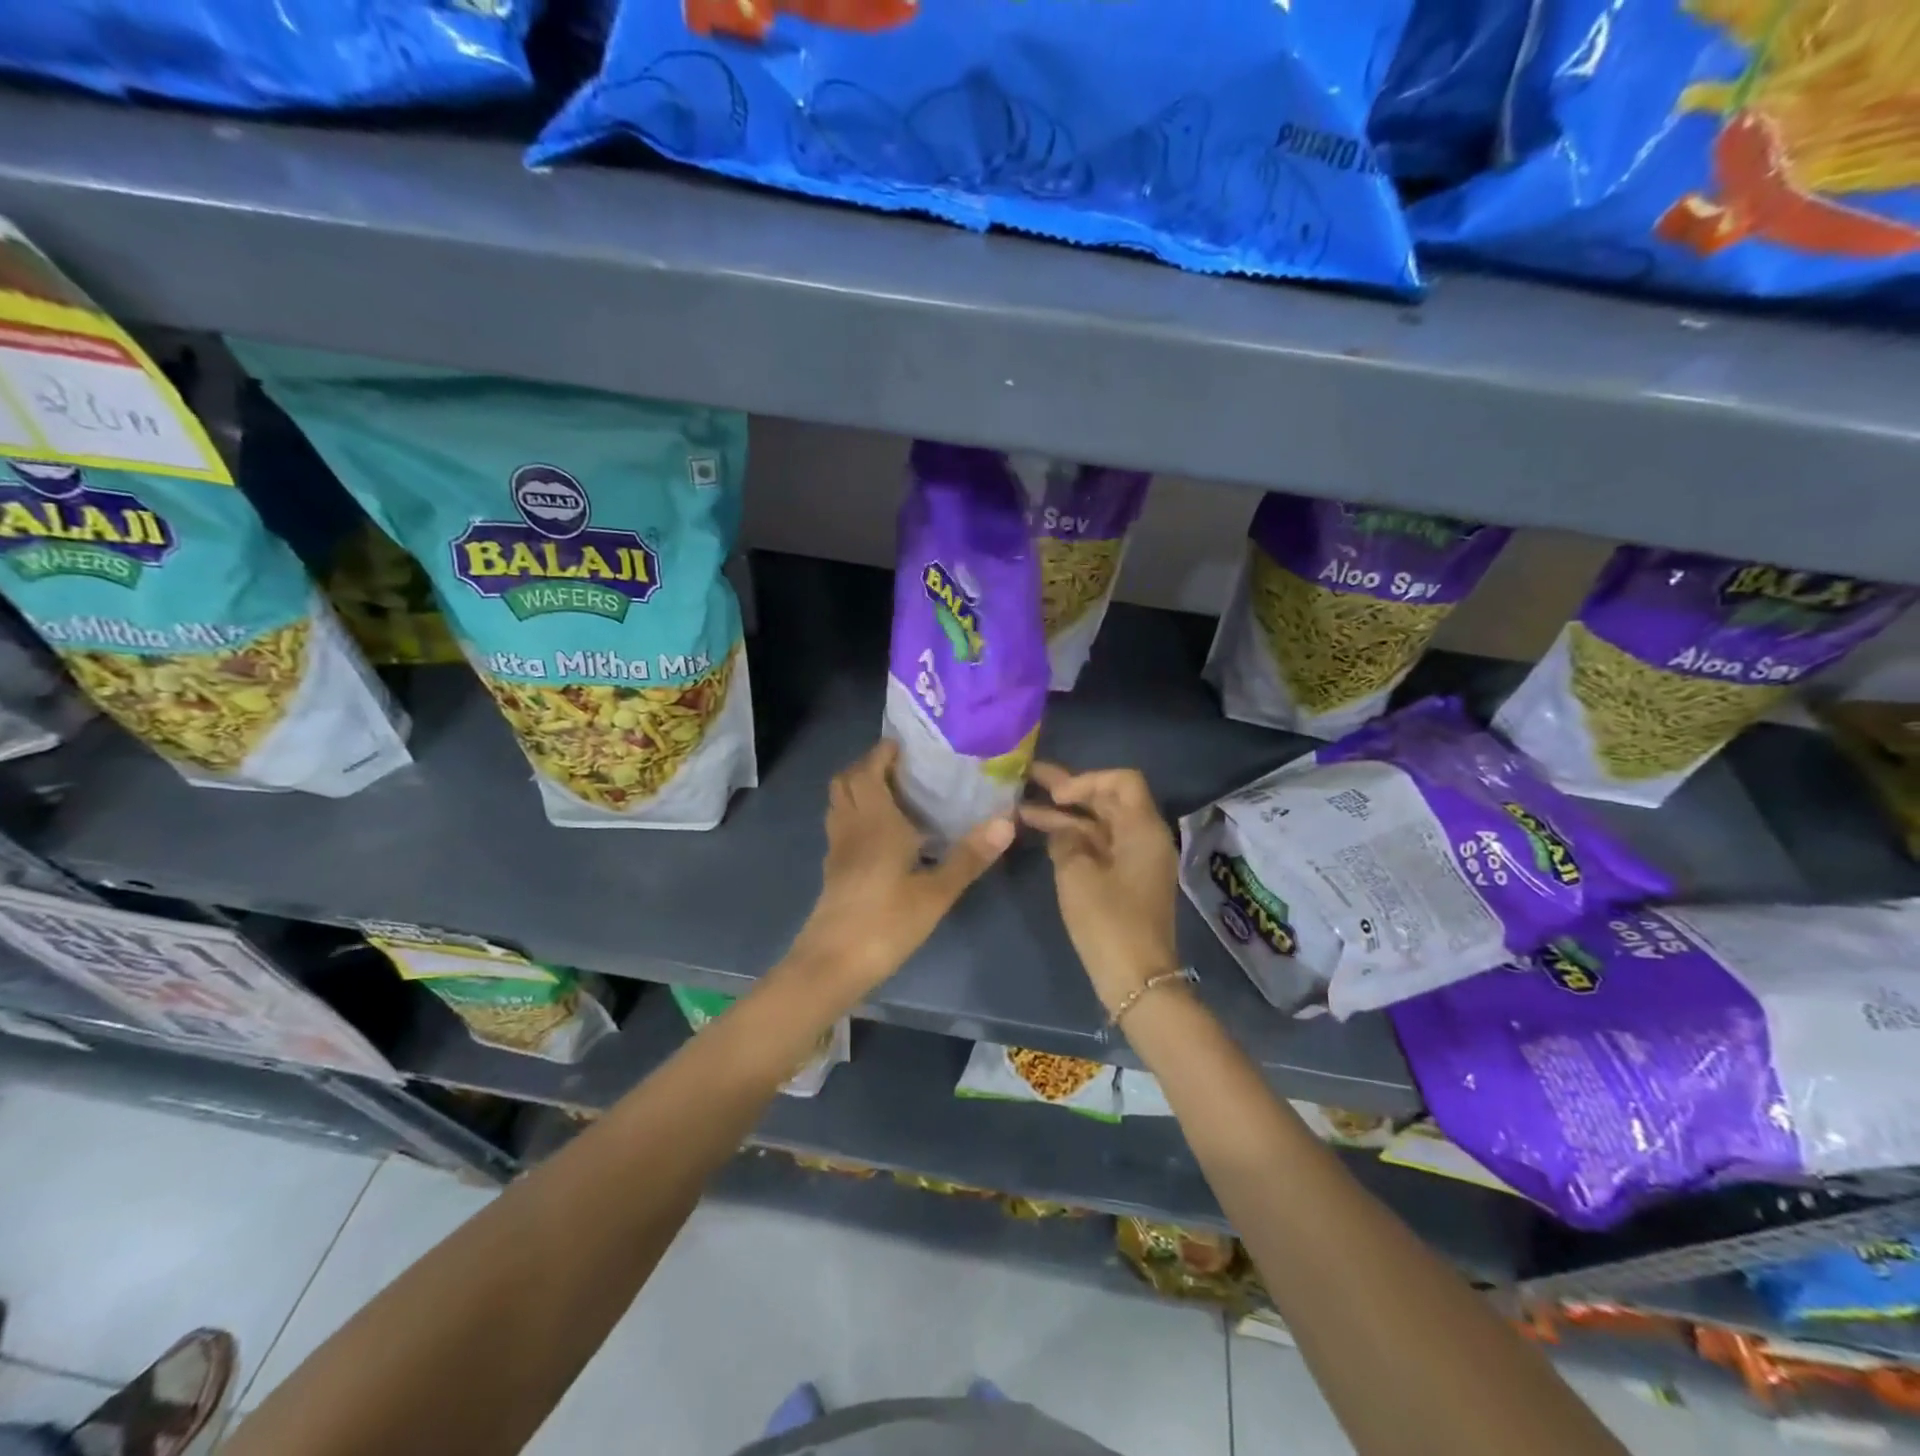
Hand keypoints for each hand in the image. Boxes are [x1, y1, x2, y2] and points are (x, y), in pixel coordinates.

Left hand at [788, 740, 1013, 993]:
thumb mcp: (935, 893)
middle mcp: (851, 826)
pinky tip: (883, 833)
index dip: (882, 752)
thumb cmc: (886, 923)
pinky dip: (857, 814)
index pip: (868, 770)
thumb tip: (1007, 821)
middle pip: (846, 780)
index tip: (906, 744)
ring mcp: (837, 848)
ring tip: (895, 793)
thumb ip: (969, 856)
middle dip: (868, 765)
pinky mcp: (833, 869)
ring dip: (859, 788)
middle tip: (902, 767)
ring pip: (840, 802)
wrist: (832, 964)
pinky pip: (841, 825)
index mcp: (874, 821)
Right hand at [1020, 762, 1181, 1015]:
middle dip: (1069, 791)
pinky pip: (1100, 846)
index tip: (1056, 795)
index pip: (1122, 781)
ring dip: (1066, 816)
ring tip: (1023, 808)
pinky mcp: (1126, 880)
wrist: (1136, 980)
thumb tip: (1061, 829)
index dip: (1086, 780)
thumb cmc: (1108, 922)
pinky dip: (1074, 838)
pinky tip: (1043, 835)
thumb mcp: (1077, 874)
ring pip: (1100, 824)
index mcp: (1143, 829)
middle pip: (1109, 800)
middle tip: (1030, 779)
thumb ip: (1065, 840)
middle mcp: (1145, 838)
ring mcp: (1136, 860)